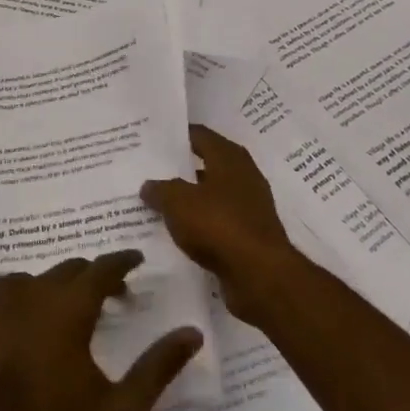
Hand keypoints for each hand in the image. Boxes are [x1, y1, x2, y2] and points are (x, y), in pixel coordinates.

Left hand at [0, 251, 202, 410]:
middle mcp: (33, 295)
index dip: (122, 261)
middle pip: (72, 269)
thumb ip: (158, 368)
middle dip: (97, 276)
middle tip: (117, 296)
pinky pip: (11, 289)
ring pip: (41, 277)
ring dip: (63, 284)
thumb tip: (192, 333)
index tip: (138, 259)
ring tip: (78, 308)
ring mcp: (1, 306)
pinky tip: (38, 316)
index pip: (101, 269)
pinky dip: (31, 291)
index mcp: (68, 310)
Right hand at [143, 124, 303, 322]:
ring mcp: (249, 206)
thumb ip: (161, 190)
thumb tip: (149, 186)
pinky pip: (217, 222)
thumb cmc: (219, 225)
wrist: (260, 275)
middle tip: (150, 171)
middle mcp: (243, 175)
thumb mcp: (179, 202)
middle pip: (206, 164)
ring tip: (157, 202)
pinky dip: (199, 224)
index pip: (199, 135)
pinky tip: (177, 232)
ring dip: (189, 199)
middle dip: (180, 169)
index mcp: (229, 157)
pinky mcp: (249, 235)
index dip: (177, 136)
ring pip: (211, 195)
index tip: (153, 139)